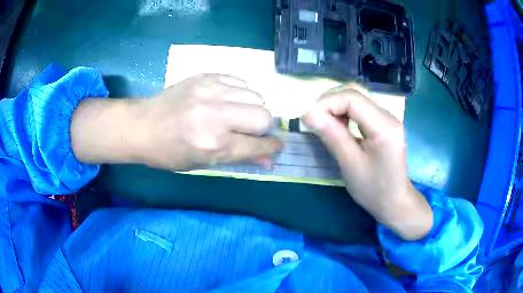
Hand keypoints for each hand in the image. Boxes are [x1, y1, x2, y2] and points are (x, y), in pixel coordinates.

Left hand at [71, 74, 281, 170]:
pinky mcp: (206, 76)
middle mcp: (216, 115)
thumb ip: (239, 158)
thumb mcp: (203, 163)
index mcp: (213, 144)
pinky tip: (229, 99)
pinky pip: (241, 81)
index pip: (258, 145)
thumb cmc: (169, 153)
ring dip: (254, 108)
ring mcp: (211, 91)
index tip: (276, 146)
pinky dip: (242, 92)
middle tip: (250, 131)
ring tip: (238, 114)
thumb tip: (270, 159)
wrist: (142, 125)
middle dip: (263, 127)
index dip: (271, 147)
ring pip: (256, 96)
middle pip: (264, 116)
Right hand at [303, 84, 432, 240]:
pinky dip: (344, 112)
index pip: (352, 98)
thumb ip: (332, 136)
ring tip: (324, 123)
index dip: (326, 103)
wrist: (395, 202)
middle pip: (354, 92)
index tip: (308, 120)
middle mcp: (388, 115)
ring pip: (357, 97)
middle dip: (329, 101)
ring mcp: (387, 117)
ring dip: (335, 105)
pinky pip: (361, 107)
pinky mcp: (384, 123)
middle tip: (313, 120)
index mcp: (384, 126)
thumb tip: (309, 115)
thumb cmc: (374, 190)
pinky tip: (338, 126)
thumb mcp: (350, 165)